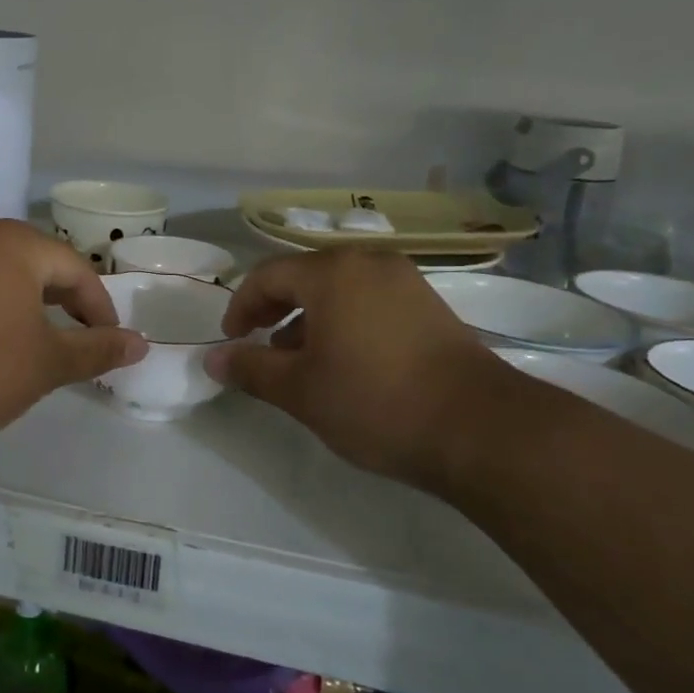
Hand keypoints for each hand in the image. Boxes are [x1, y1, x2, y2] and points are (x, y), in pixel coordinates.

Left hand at [0, 220, 147, 454]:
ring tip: (41, 337)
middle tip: (81, 337)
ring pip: (3, 270)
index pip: (76, 271)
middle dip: (65, 300)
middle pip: (39, 263)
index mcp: (16, 244)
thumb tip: (142, 344)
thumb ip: (98, 349)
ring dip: (29, 300)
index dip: (99, 308)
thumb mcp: (49, 363)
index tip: (109, 342)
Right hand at [205, 250, 515, 491]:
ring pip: (339, 289)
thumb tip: (213, 360)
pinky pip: (369, 301)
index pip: (267, 276)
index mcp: (332, 273)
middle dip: (274, 309)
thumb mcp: (300, 391)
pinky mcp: (430, 306)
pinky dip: (344, 321)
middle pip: (304, 276)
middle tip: (259, 344)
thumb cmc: (375, 401)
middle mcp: (368, 263)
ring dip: (309, 317)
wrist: (480, 429)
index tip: (231, 340)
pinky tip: (345, 362)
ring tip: (299, 360)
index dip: (240, 306)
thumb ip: (251, 369)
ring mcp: (405, 281)